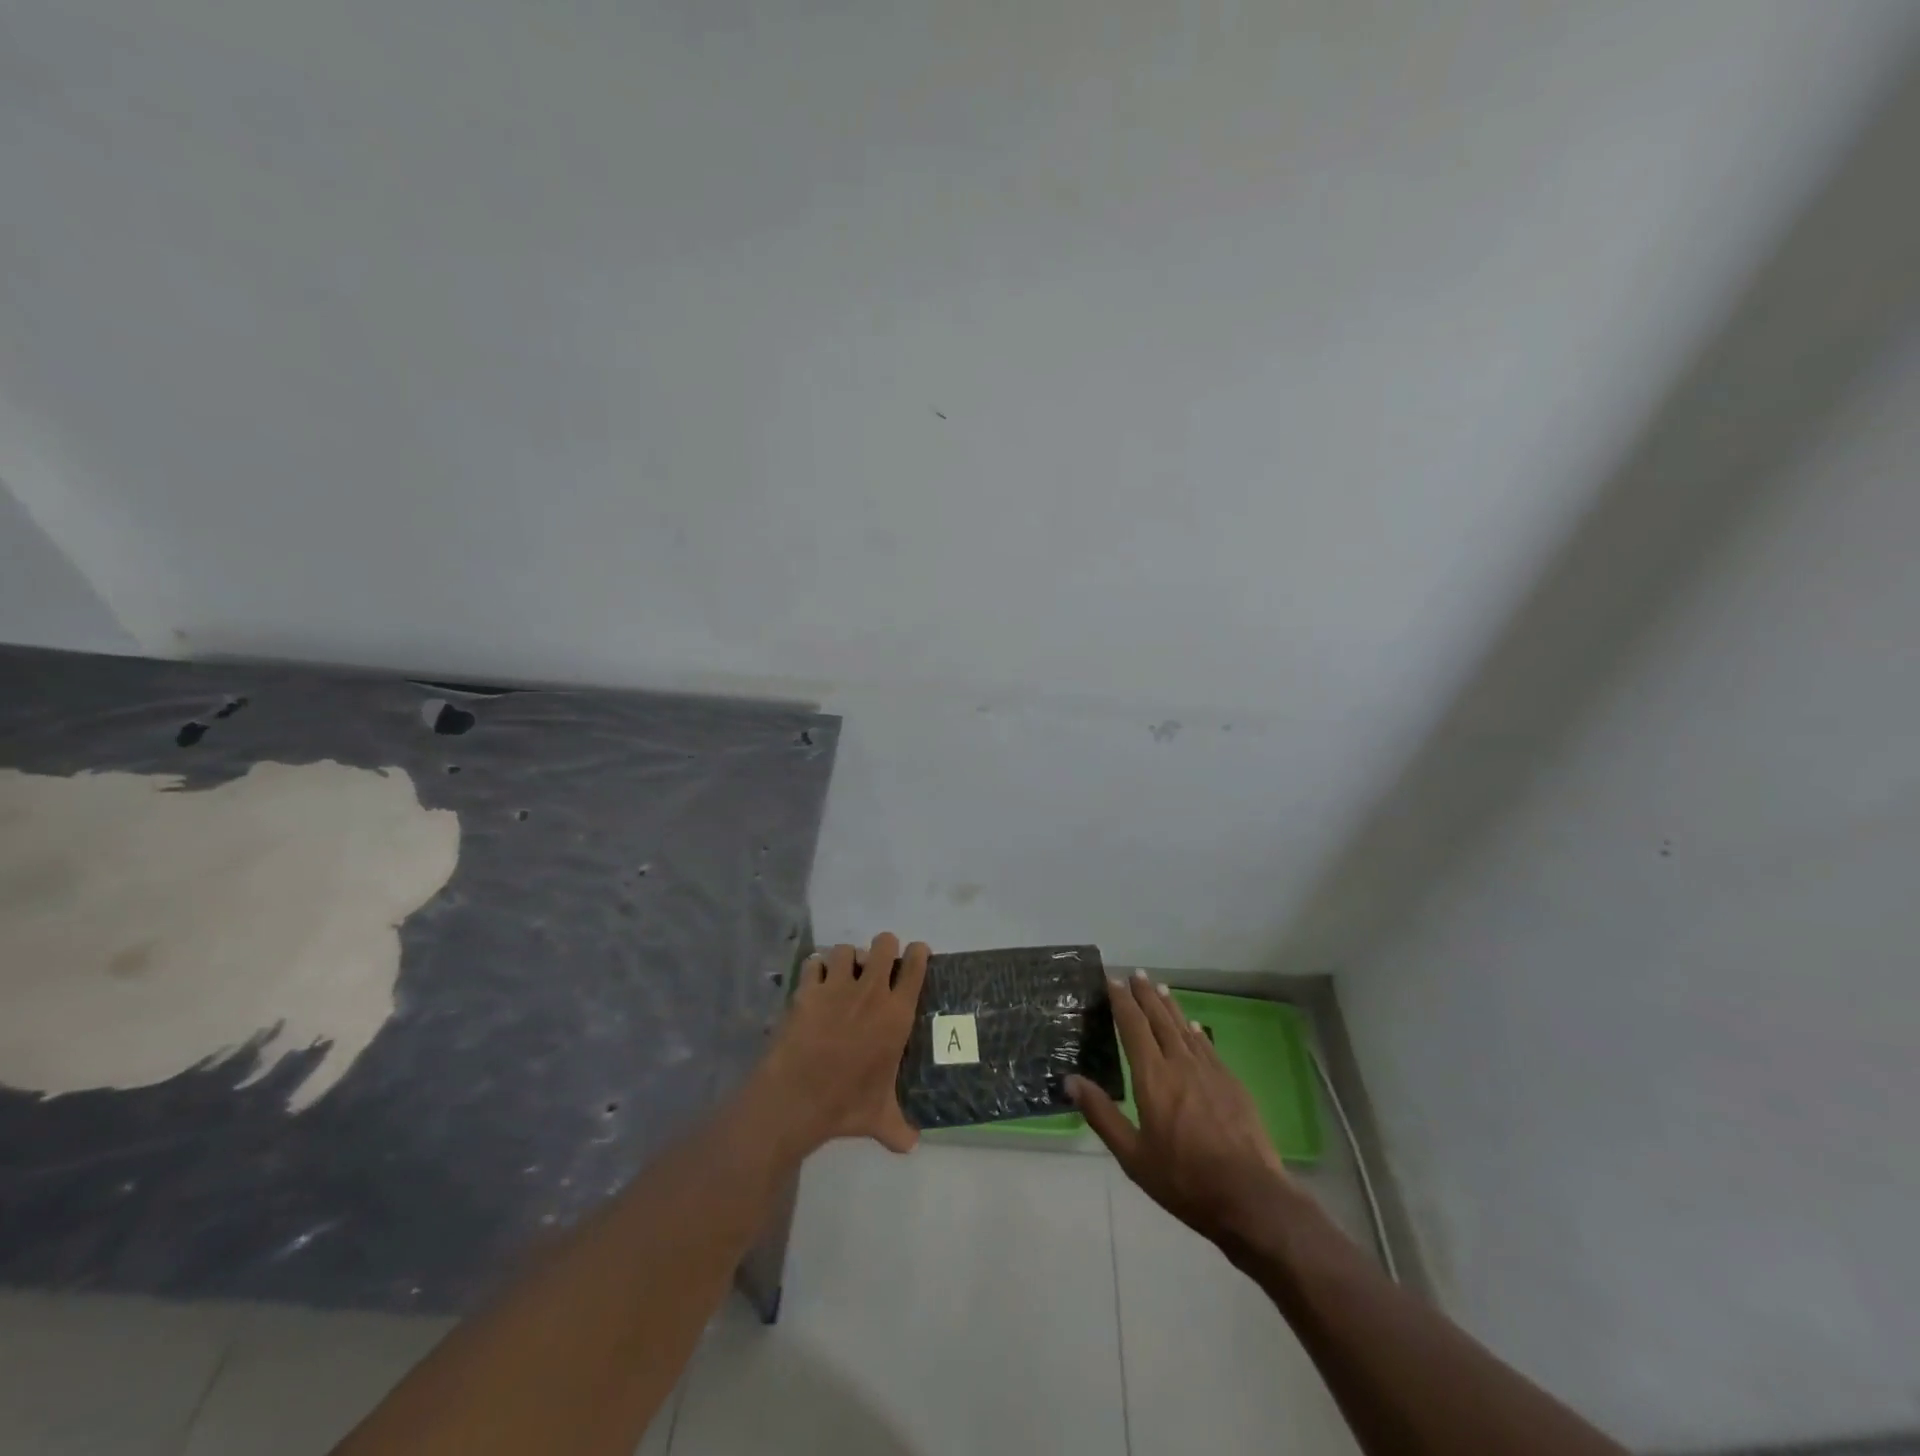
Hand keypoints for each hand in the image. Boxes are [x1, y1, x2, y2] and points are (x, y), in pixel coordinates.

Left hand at [757, 934, 927, 1156]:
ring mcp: (836, 987)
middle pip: (884, 945)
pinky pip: (813, 963)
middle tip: (878, 964)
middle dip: (884, 948)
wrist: (796, 1098)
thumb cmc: (845, 1104)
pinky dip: (814, 968)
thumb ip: (898, 1128)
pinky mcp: (807, 990)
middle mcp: (871, 992)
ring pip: (846, 949)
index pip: (916, 967)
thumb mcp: (879, 1118)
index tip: (917, 954)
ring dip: (847, 958)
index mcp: (896, 1014)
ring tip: (843, 973)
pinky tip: (814, 981)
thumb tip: (913, 1145)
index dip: (918, 954)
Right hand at [1069, 972, 1304, 1246]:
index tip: (1113, 980)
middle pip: (1160, 1020)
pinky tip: (1193, 1027)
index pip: (1133, 1027)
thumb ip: (1101, 1114)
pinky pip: (1207, 1046)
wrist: (1249, 1197)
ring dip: (1170, 1007)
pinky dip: (1195, 1032)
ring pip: (1184, 1029)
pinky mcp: (1232, 1084)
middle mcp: (1180, 1064)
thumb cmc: (1183, 1179)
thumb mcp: (1132, 1156)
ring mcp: (1210, 1072)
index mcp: (1153, 1077)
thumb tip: (1070, 1080)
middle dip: (1145, 995)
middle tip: (1136, 974)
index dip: (1122, 1002)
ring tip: (1160, 988)